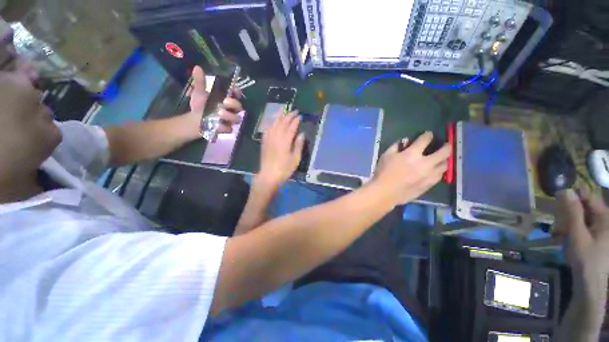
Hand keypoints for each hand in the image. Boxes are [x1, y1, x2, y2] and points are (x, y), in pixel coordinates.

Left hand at [187, 66, 241, 134]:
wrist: (195, 120)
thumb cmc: (200, 106)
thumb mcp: (199, 93)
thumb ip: (200, 82)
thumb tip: (197, 67)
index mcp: (227, 99)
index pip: (236, 94)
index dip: (237, 92)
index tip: (234, 90)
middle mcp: (231, 110)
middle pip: (239, 107)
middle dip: (234, 104)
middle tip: (225, 101)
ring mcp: (230, 120)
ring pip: (236, 119)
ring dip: (229, 116)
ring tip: (220, 113)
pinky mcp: (226, 129)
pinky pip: (228, 129)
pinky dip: (223, 127)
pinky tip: (217, 125)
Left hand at [258, 111, 304, 187]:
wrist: (268, 176)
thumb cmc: (284, 169)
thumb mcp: (295, 159)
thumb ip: (298, 145)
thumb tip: (301, 134)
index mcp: (285, 141)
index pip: (291, 127)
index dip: (295, 121)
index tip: (299, 116)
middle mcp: (276, 137)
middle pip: (282, 123)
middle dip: (288, 116)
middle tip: (294, 111)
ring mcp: (269, 139)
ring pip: (274, 124)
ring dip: (280, 117)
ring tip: (285, 112)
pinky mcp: (264, 142)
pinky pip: (268, 129)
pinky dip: (272, 123)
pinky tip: (274, 122)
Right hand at [373, 132, 450, 205]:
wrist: (385, 192)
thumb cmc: (383, 172)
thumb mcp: (386, 156)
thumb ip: (396, 146)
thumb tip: (405, 141)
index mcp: (412, 154)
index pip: (425, 139)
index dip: (428, 135)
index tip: (428, 135)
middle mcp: (425, 163)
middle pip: (444, 152)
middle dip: (446, 146)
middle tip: (444, 146)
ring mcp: (429, 175)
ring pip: (445, 165)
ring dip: (443, 160)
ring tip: (440, 160)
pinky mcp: (429, 185)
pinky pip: (439, 176)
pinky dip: (438, 171)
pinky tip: (434, 172)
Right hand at [555, 189, 608, 280]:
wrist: (591, 284)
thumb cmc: (586, 259)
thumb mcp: (577, 235)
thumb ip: (572, 212)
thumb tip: (566, 190)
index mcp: (605, 216)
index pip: (587, 196)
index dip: (572, 196)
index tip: (556, 197)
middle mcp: (605, 219)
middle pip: (584, 207)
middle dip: (568, 214)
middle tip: (556, 224)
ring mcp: (602, 229)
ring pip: (582, 217)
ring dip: (568, 223)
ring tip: (558, 234)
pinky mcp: (597, 236)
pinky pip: (583, 226)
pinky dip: (572, 230)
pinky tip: (564, 238)